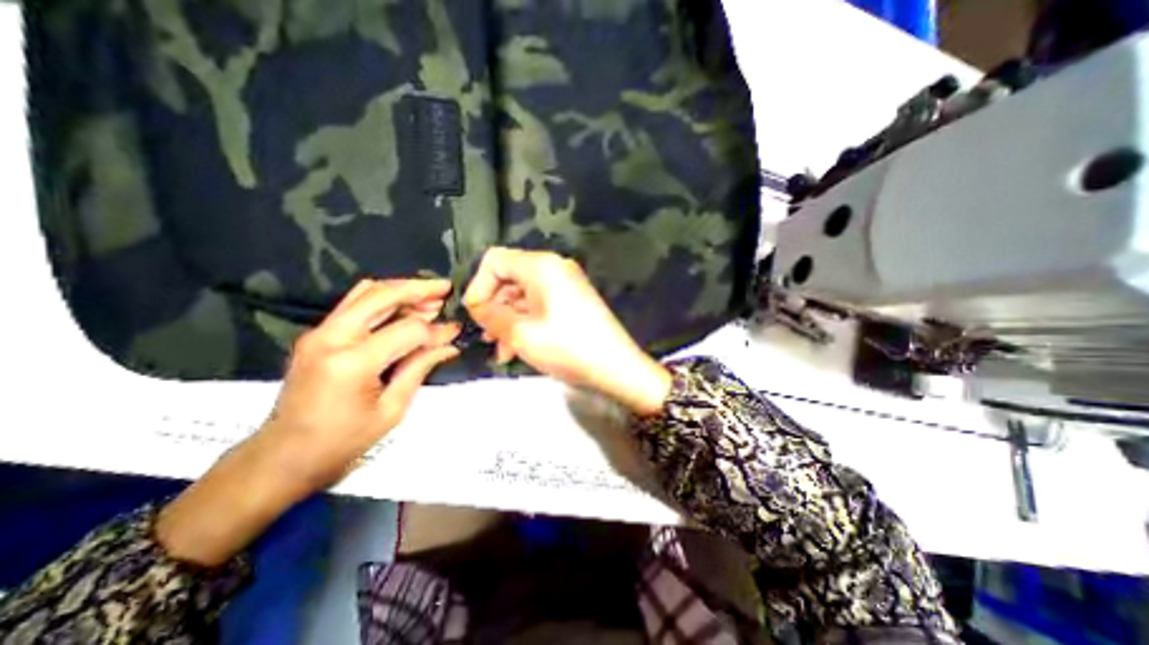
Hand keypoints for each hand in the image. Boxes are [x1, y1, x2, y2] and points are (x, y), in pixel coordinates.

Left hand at [156, 276, 461, 562]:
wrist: (283, 456)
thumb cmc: (343, 441)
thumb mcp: (392, 409)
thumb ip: (420, 368)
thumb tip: (449, 343)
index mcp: (352, 363)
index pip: (407, 330)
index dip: (436, 330)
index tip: (455, 331)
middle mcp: (332, 338)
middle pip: (382, 295)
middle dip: (419, 289)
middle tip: (446, 288)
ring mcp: (319, 332)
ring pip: (366, 292)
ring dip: (401, 289)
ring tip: (430, 295)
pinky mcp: (318, 334)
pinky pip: (354, 303)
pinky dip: (383, 297)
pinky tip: (403, 304)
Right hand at [462, 247, 669, 413]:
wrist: (617, 368)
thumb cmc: (568, 349)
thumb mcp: (521, 334)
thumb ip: (490, 315)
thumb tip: (476, 305)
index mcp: (541, 266)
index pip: (495, 261)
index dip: (478, 286)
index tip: (475, 316)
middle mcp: (554, 267)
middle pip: (509, 277)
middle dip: (494, 307)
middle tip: (488, 337)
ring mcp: (566, 283)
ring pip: (523, 294)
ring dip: (509, 319)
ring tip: (502, 350)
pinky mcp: (573, 300)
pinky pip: (540, 304)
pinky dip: (526, 321)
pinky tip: (519, 348)